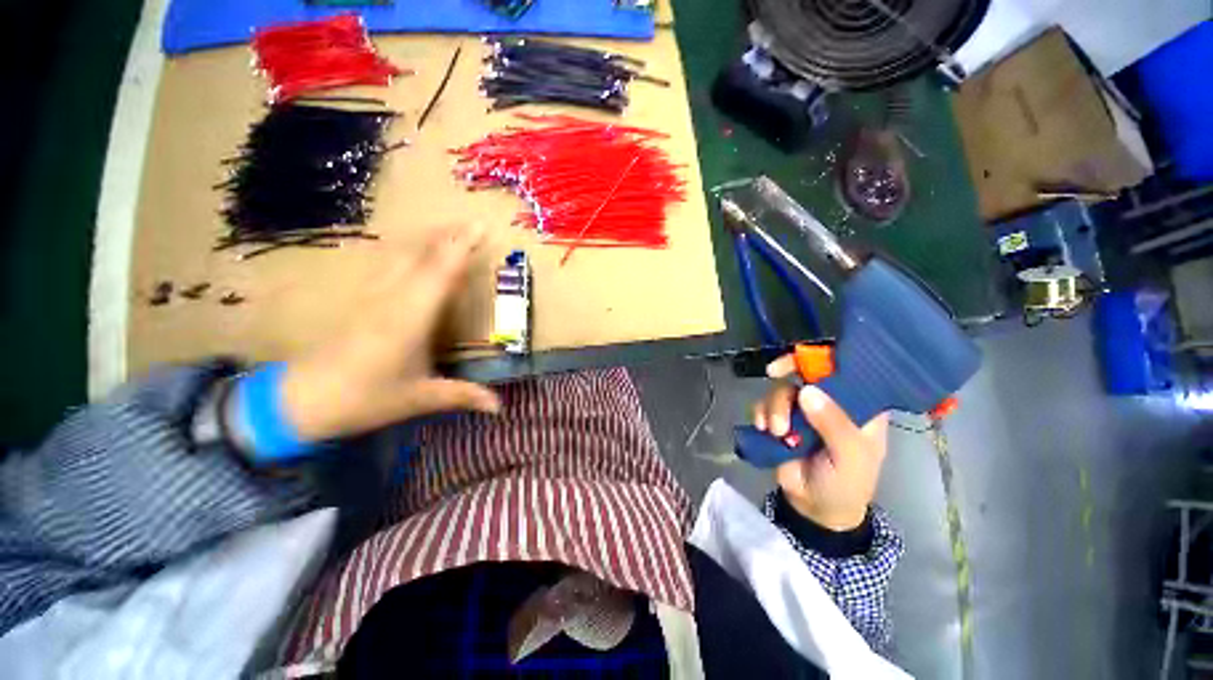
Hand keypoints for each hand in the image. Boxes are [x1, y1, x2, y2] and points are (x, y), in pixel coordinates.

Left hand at [279, 224, 500, 441]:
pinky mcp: (361, 299)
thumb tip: (500, 407)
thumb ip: (463, 396)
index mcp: (410, 318)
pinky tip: (410, 248)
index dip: (462, 248)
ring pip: (401, 254)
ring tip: (448, 228)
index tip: (481, 228)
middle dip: (448, 234)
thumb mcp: (419, 398)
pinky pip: (387, 263)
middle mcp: (391, 298)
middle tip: (472, 221)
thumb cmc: (364, 398)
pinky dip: (406, 249)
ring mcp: (372, 295)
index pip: (441, 273)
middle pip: (421, 254)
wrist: (300, 399)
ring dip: (427, 237)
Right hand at [752, 354, 888, 530]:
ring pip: (782, 388)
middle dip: (787, 369)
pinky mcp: (780, 420)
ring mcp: (802, 410)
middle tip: (773, 372)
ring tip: (775, 431)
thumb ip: (834, 424)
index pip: (847, 369)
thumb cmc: (847, 484)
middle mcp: (829, 401)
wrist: (816, 509)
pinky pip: (764, 404)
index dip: (827, 356)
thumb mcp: (850, 457)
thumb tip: (807, 390)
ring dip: (774, 405)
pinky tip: (762, 429)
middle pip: (806, 371)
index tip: (808, 356)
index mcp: (859, 405)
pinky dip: (760, 412)